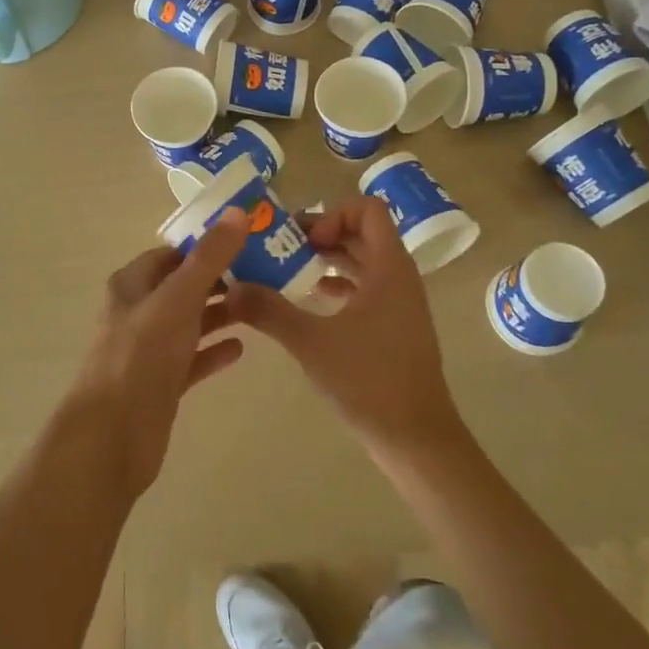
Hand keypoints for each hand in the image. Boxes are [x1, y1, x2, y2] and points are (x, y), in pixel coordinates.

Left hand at [62, 211, 248, 500]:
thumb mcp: (178, 299)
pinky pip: (193, 359)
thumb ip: (209, 258)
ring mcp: (150, 350)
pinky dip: (215, 351)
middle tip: (267, 270)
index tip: (247, 238)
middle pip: (184, 286)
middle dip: (221, 278)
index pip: (172, 253)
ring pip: (190, 322)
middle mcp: (139, 312)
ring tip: (262, 304)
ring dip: (221, 312)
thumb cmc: (141, 356)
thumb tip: (239, 212)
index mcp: (133, 285)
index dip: (206, 243)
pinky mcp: (162, 383)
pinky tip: (242, 348)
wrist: (112, 437)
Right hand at [229, 196, 463, 457]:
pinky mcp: (397, 326)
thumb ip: (270, 311)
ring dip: (331, 259)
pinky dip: (342, 284)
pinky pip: (368, 287)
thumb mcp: (311, 342)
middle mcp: (400, 276)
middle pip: (363, 233)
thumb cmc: (368, 381)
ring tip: (291, 269)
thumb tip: (232, 289)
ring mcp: (401, 303)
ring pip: (365, 261)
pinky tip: (313, 299)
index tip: (304, 241)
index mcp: (389, 267)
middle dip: (323, 234)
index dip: (333, 215)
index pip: (368, 209)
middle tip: (283, 248)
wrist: (417, 439)